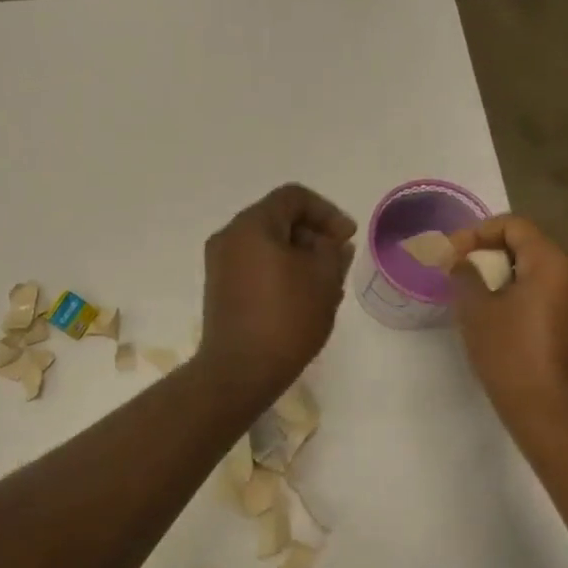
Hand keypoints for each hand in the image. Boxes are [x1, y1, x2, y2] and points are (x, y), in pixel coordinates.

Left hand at [195, 184, 356, 405]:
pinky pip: (255, 266)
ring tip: (326, 286)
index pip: (293, 197)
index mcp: (251, 225)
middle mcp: (229, 237)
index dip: (327, 212)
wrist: (240, 370)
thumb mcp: (324, 279)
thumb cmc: (286, 317)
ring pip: (268, 245)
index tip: (347, 238)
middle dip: (314, 235)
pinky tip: (303, 299)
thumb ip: (333, 250)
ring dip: (300, 257)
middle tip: (338, 262)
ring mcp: (220, 264)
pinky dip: (280, 272)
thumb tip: (333, 243)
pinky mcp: (220, 289)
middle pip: (278, 219)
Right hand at [448, 215, 567, 441]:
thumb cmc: (512, 357)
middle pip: (530, 247)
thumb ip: (465, 274)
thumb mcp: (476, 311)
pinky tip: (504, 322)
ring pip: (542, 273)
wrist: (556, 417)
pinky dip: (526, 298)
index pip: (515, 226)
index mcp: (554, 264)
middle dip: (491, 255)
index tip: (452, 255)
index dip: (478, 233)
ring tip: (478, 300)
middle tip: (461, 275)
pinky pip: (553, 296)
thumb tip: (462, 260)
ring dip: (508, 278)